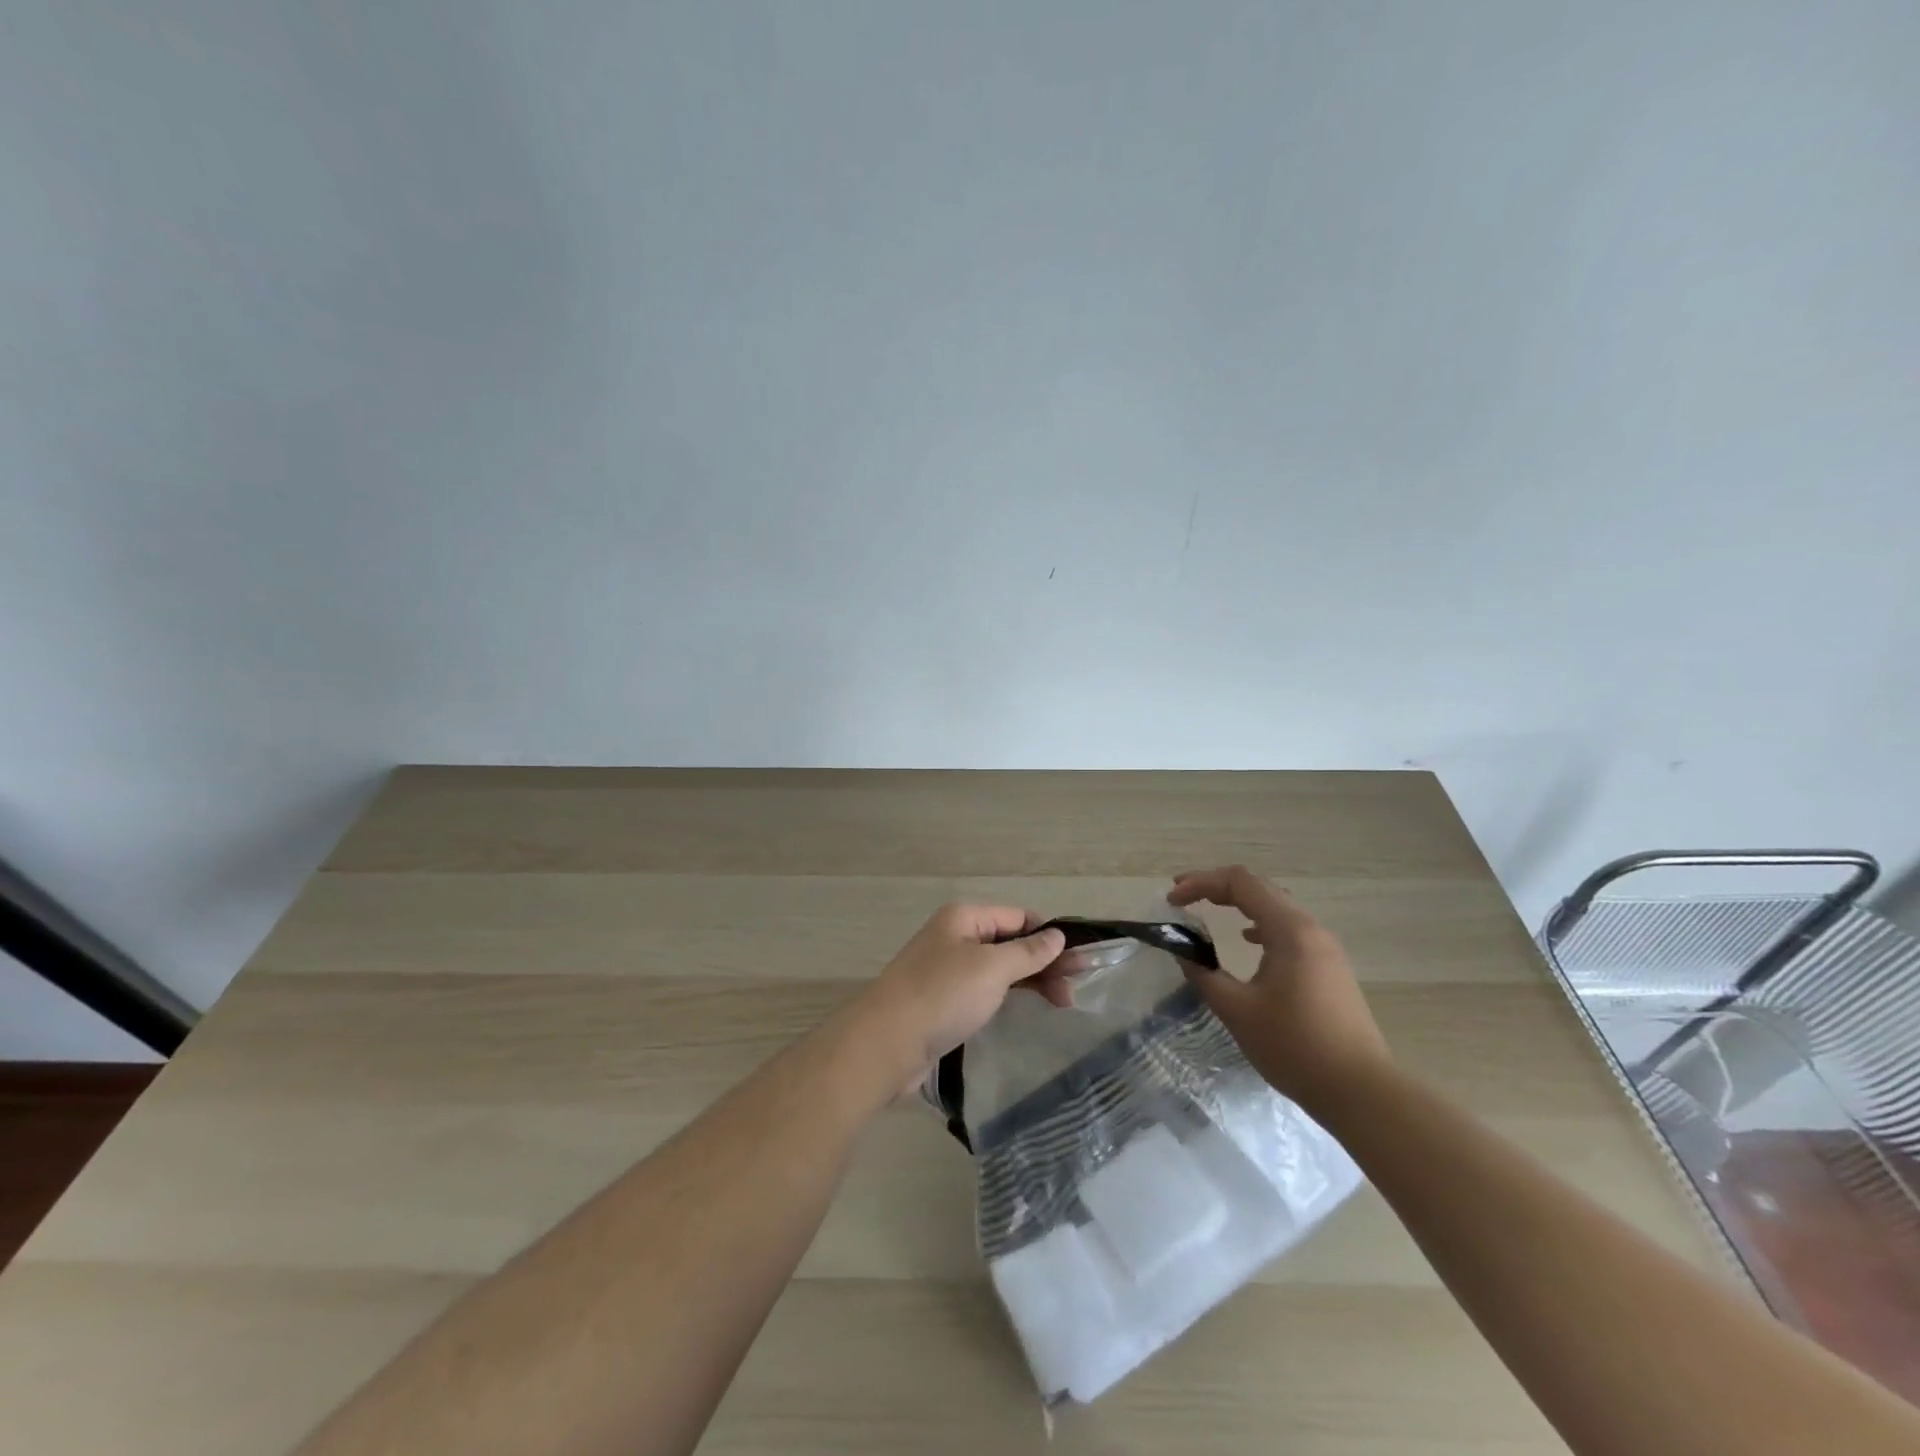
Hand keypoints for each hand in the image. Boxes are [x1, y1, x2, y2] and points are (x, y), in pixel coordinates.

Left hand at [852, 905, 1068, 1093]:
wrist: (886, 1044)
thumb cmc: (942, 995)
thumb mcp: (992, 968)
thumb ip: (1028, 952)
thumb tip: (1057, 935)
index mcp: (964, 917)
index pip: (1018, 917)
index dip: (1049, 936)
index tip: (1080, 963)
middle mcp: (955, 937)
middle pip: (1010, 942)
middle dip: (1043, 963)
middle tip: (1075, 992)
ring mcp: (947, 970)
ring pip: (998, 968)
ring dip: (1029, 982)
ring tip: (1061, 1005)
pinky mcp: (943, 1001)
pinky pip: (983, 990)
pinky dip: (1007, 997)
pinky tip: (1025, 1011)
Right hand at [1169, 866, 1391, 1111]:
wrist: (1361, 1091)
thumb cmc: (1295, 1046)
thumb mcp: (1237, 1010)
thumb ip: (1203, 973)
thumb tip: (1180, 949)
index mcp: (1289, 930)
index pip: (1240, 883)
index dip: (1201, 882)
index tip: (1172, 898)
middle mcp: (1310, 928)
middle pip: (1259, 888)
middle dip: (1216, 887)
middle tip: (1182, 895)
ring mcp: (1325, 948)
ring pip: (1276, 906)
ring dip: (1239, 903)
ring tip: (1208, 910)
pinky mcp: (1330, 967)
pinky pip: (1289, 928)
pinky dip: (1260, 923)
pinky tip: (1248, 940)